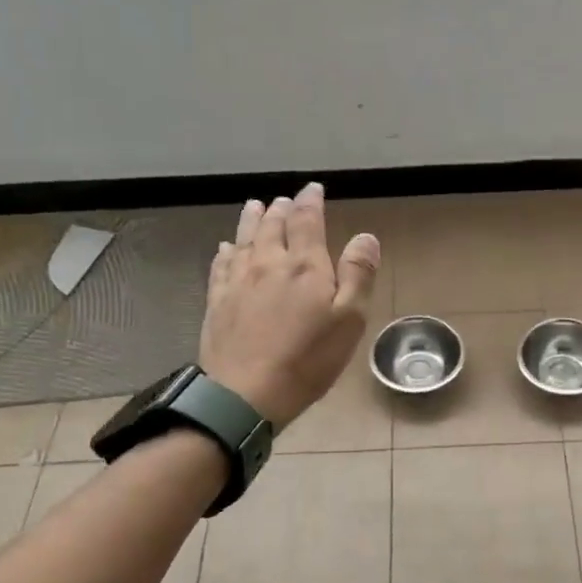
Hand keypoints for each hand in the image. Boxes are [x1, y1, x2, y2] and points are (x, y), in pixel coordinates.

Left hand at [200, 182, 380, 426]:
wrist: (245, 393)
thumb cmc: (308, 359)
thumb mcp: (349, 320)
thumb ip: (357, 274)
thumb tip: (365, 236)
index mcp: (304, 266)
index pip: (306, 221)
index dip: (310, 201)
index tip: (313, 189)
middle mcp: (268, 263)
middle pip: (272, 225)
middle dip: (281, 209)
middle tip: (284, 200)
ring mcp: (238, 281)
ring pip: (244, 239)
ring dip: (252, 220)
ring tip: (255, 206)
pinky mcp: (217, 301)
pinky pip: (221, 264)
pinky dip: (226, 250)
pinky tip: (226, 247)